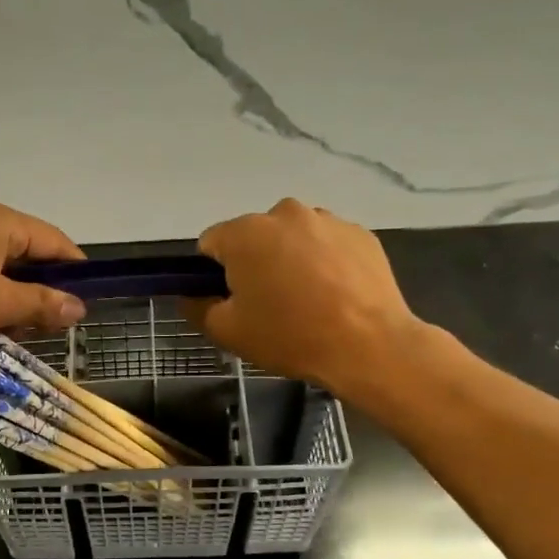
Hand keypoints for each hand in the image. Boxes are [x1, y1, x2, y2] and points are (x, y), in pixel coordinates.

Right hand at [185, 199, 424, 395]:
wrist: (369, 345)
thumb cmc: (290, 336)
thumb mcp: (227, 332)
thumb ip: (197, 307)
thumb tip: (189, 295)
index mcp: (245, 233)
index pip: (211, 243)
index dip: (213, 273)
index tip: (229, 300)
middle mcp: (285, 213)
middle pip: (254, 237)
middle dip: (254, 263)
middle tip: (268, 305)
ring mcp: (327, 220)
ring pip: (293, 238)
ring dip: (290, 260)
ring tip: (307, 301)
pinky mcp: (360, 233)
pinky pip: (327, 245)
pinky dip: (324, 263)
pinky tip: (335, 296)